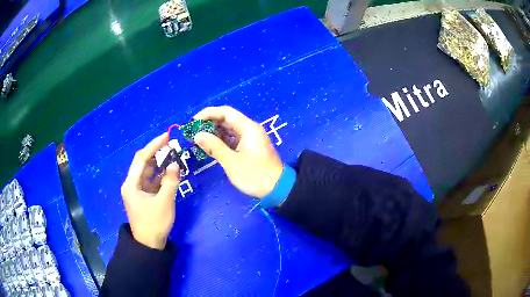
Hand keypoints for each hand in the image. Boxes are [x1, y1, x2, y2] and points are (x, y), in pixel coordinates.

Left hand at [121, 133, 179, 249]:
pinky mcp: (144, 196)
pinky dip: (160, 175)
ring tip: (173, 154)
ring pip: (148, 171)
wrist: (149, 245)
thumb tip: (175, 164)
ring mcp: (138, 190)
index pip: (141, 158)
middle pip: (143, 163)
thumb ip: (170, 181)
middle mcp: (132, 184)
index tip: (166, 136)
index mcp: (131, 184)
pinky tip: (170, 170)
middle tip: (172, 144)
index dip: (154, 145)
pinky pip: (152, 181)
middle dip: (157, 152)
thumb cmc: (154, 224)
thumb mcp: (164, 202)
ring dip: (159, 163)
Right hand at [193, 106, 282, 197]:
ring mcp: (250, 138)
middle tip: (193, 131)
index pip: (226, 112)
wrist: (277, 189)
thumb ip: (214, 146)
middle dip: (209, 123)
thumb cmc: (254, 175)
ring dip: (214, 133)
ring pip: (229, 129)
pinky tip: (210, 146)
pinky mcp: (249, 147)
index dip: (208, 113)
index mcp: (248, 128)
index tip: (193, 122)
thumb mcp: (231, 162)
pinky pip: (233, 139)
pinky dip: (221, 141)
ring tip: (198, 139)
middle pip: (227, 119)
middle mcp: (250, 129)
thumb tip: (198, 135)